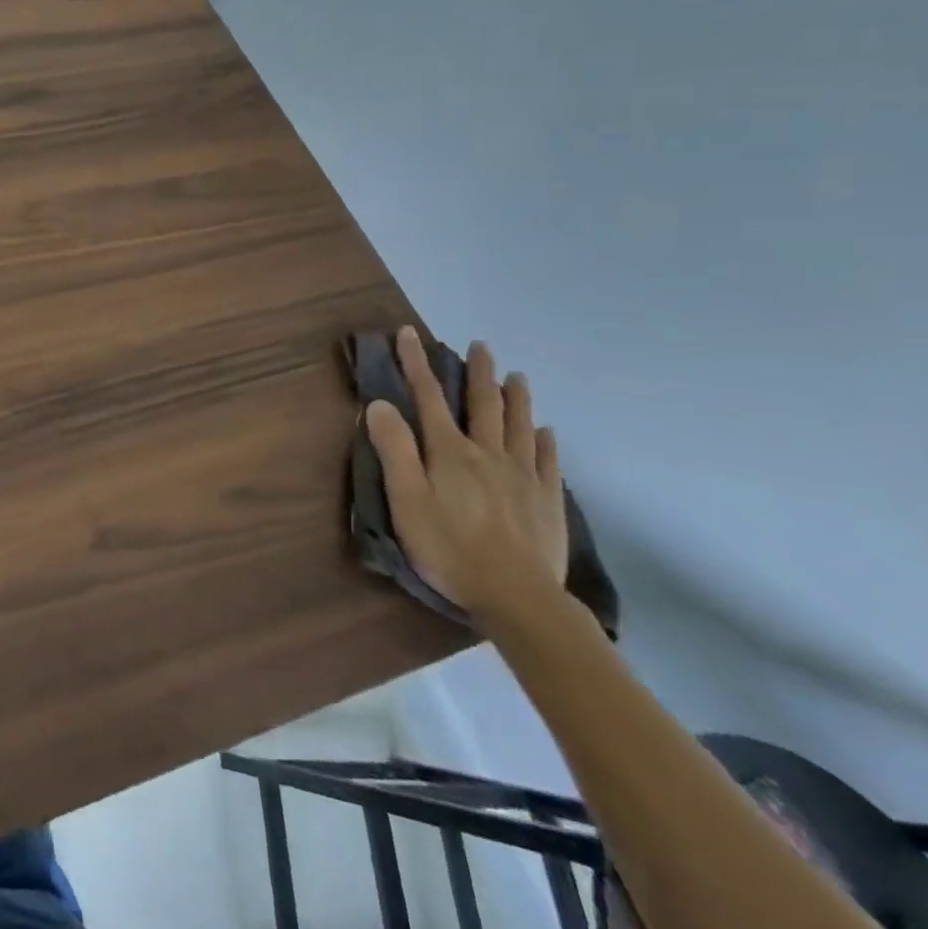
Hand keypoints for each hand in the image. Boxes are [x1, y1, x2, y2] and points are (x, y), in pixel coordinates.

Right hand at [365, 328, 566, 622]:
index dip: (416, 363)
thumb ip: (394, 450)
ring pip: (520, 425)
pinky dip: (546, 440)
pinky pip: (548, 460)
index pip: (428, 397)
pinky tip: (547, 430)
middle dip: (478, 372)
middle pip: (483, 404)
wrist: (517, 595)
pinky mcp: (547, 499)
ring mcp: (523, 475)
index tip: (409, 333)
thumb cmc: (449, 547)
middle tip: (481, 345)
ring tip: (517, 376)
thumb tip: (379, 403)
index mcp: (449, 452)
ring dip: (516, 397)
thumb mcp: (406, 499)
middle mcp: (488, 453)